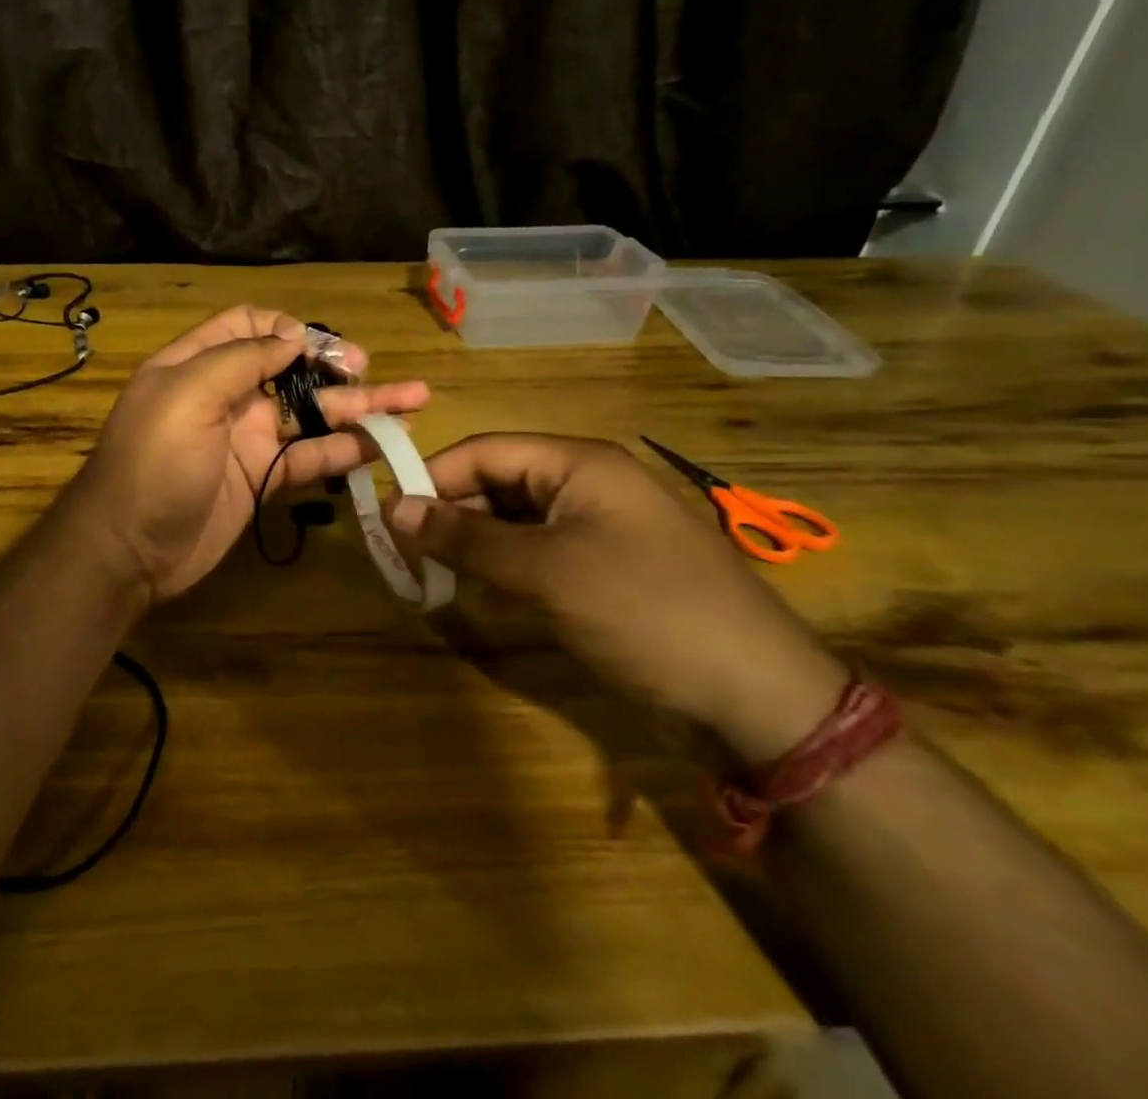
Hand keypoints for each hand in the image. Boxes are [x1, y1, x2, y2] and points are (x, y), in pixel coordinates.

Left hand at [62, 306, 429, 603]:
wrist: (128, 550)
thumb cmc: (154, 463)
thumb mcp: (187, 396)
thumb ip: (241, 358)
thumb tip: (293, 334)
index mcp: (199, 365)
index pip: (248, 326)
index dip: (285, 327)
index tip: (316, 346)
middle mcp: (227, 396)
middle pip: (290, 368)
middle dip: (333, 364)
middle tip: (370, 370)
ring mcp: (247, 439)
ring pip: (311, 413)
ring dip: (358, 406)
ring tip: (413, 402)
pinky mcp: (262, 478)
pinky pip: (310, 457)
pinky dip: (345, 450)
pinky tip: (383, 444)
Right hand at [390, 434, 847, 762]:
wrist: (758, 696)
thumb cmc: (644, 611)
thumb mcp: (545, 571)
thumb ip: (467, 538)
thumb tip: (395, 509)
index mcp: (579, 463)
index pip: (486, 450)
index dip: (434, 476)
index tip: (390, 515)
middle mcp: (587, 485)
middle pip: (499, 482)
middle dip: (451, 512)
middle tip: (404, 551)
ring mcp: (600, 529)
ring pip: (516, 520)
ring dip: (474, 542)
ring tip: (432, 572)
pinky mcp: (606, 569)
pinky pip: (539, 553)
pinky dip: (504, 567)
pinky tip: (480, 590)